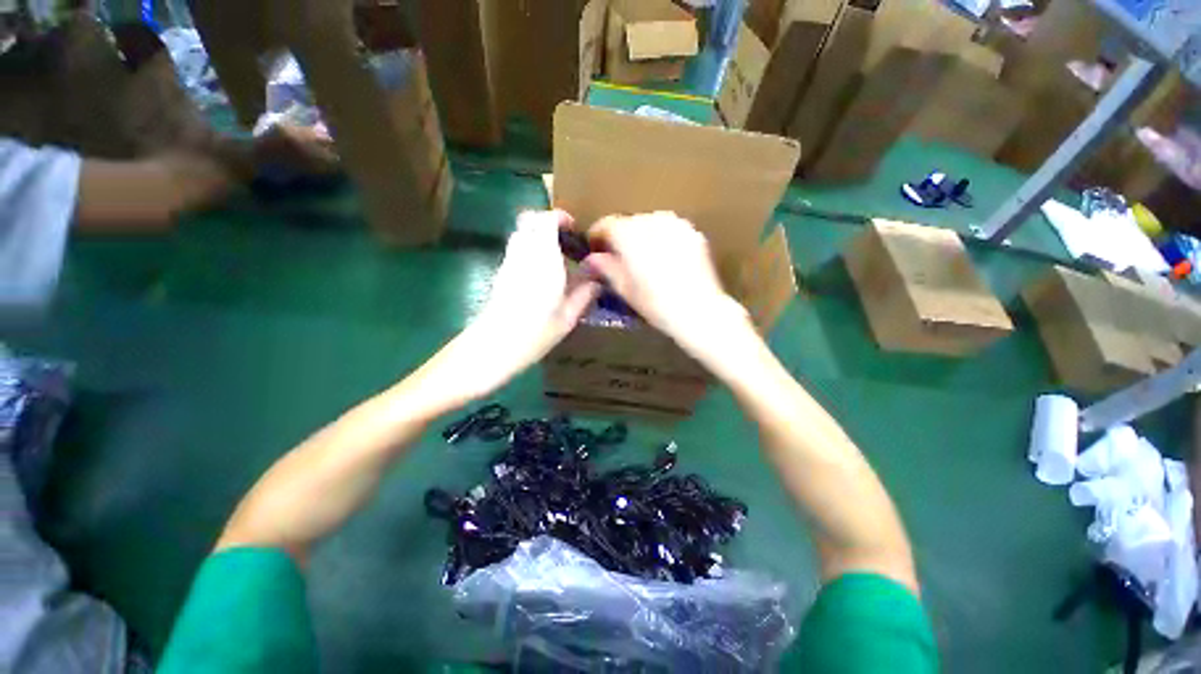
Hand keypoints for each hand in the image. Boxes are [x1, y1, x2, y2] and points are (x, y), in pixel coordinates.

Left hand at [444, 210, 600, 401]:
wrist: (494, 346)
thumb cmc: (535, 333)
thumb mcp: (568, 317)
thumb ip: (584, 294)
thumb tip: (598, 281)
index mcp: (544, 260)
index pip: (546, 221)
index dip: (559, 218)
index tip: (573, 229)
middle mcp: (523, 254)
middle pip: (528, 220)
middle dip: (547, 223)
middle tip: (565, 241)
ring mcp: (509, 262)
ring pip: (520, 234)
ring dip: (537, 236)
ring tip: (555, 256)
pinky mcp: (500, 272)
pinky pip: (515, 249)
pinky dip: (528, 249)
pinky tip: (540, 271)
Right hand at [584, 212, 747, 343]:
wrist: (698, 310)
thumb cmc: (655, 303)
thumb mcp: (624, 288)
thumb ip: (605, 267)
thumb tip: (592, 259)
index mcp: (629, 234)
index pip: (606, 224)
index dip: (598, 237)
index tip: (595, 249)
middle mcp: (652, 220)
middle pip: (629, 223)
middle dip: (622, 238)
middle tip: (620, 259)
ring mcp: (676, 224)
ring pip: (650, 224)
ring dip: (642, 237)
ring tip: (644, 260)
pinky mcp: (693, 233)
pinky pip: (670, 230)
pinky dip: (662, 240)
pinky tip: (664, 259)